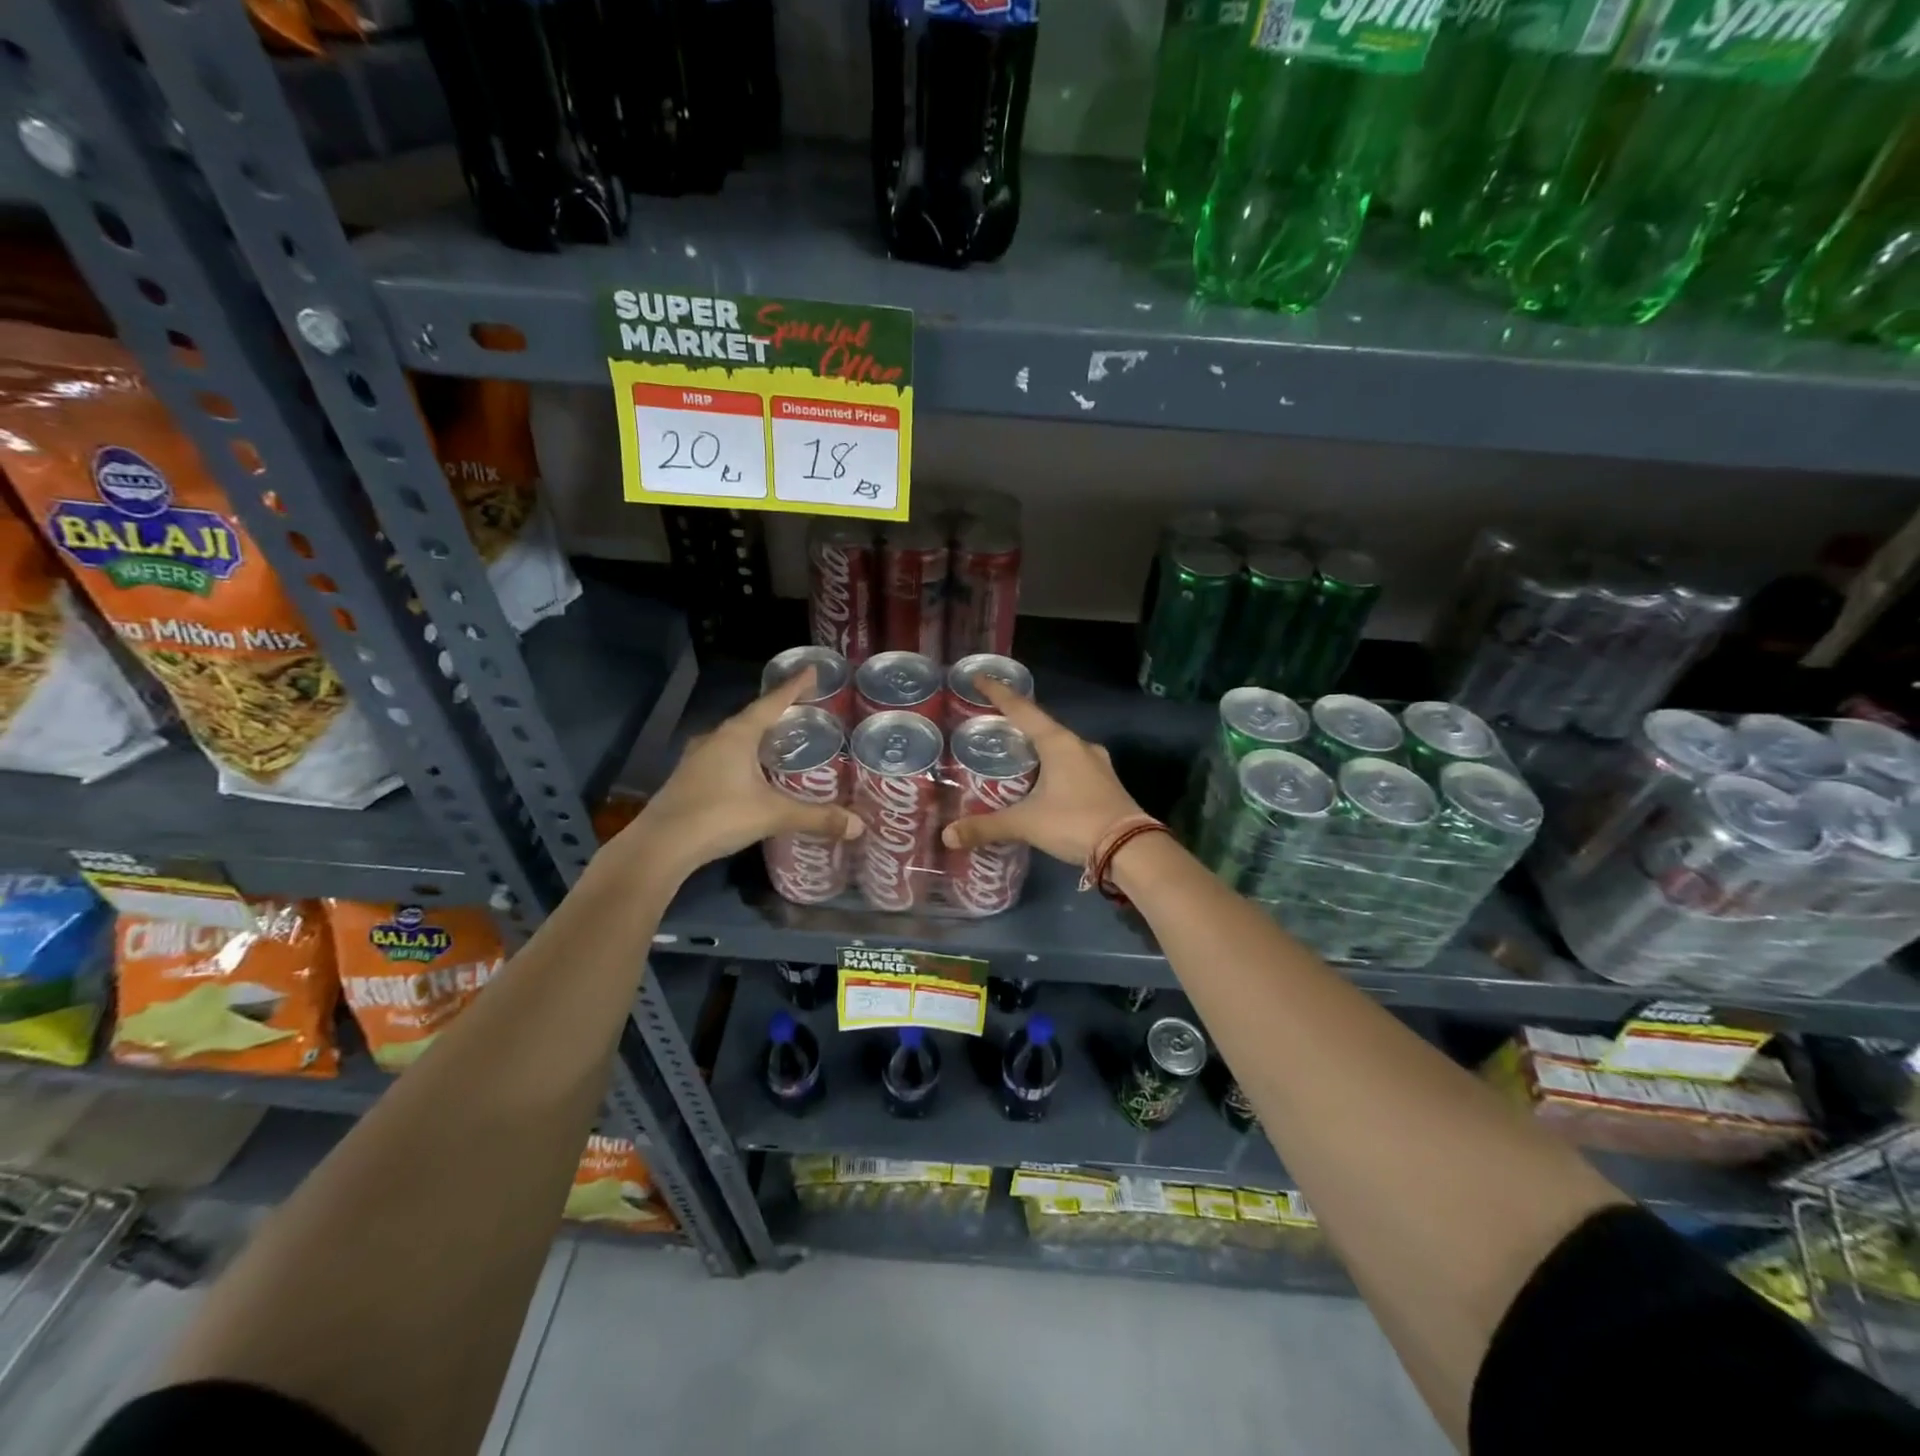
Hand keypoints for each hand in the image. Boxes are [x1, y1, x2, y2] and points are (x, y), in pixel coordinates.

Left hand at [622, 669, 861, 882]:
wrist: (660, 846)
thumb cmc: (719, 816)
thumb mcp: (773, 815)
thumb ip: (816, 817)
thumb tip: (858, 826)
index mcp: (738, 735)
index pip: (772, 702)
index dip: (794, 687)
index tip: (812, 671)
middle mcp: (715, 738)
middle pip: (752, 717)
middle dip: (777, 712)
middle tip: (802, 711)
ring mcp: (697, 757)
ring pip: (734, 738)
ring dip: (756, 736)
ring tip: (779, 740)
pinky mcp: (688, 778)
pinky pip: (722, 756)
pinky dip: (742, 756)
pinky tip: (750, 772)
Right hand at [940, 677, 1143, 865]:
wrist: (1131, 849)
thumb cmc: (1075, 822)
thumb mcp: (1026, 824)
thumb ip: (986, 826)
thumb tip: (948, 835)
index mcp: (1058, 743)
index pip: (1022, 709)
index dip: (998, 693)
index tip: (980, 678)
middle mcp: (1079, 745)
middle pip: (1042, 725)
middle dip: (1017, 723)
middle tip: (992, 724)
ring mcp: (1097, 763)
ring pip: (1059, 746)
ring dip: (1037, 746)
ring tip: (1014, 754)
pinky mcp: (1105, 782)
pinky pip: (1072, 764)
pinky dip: (1052, 765)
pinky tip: (1043, 780)